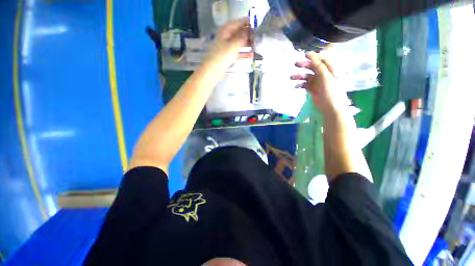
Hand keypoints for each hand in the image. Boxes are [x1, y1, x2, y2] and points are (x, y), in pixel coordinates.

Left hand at [203, 18, 251, 69]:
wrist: (213, 70)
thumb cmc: (222, 56)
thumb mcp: (233, 45)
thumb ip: (242, 37)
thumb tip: (248, 32)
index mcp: (226, 30)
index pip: (238, 22)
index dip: (247, 22)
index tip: (256, 23)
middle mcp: (226, 36)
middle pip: (238, 32)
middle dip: (248, 33)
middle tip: (258, 36)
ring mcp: (226, 45)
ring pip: (238, 41)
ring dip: (246, 43)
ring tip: (256, 44)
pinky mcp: (227, 54)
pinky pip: (237, 50)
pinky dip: (243, 51)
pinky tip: (250, 53)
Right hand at [291, 52, 347, 115]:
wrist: (330, 108)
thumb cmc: (331, 91)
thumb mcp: (326, 77)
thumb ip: (318, 66)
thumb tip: (310, 55)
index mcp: (331, 69)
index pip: (322, 59)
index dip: (314, 56)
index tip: (304, 55)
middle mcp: (324, 74)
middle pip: (313, 67)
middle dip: (304, 65)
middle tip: (295, 64)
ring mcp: (318, 82)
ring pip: (307, 76)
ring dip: (299, 76)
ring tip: (291, 77)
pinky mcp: (312, 89)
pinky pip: (305, 84)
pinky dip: (300, 84)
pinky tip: (296, 86)